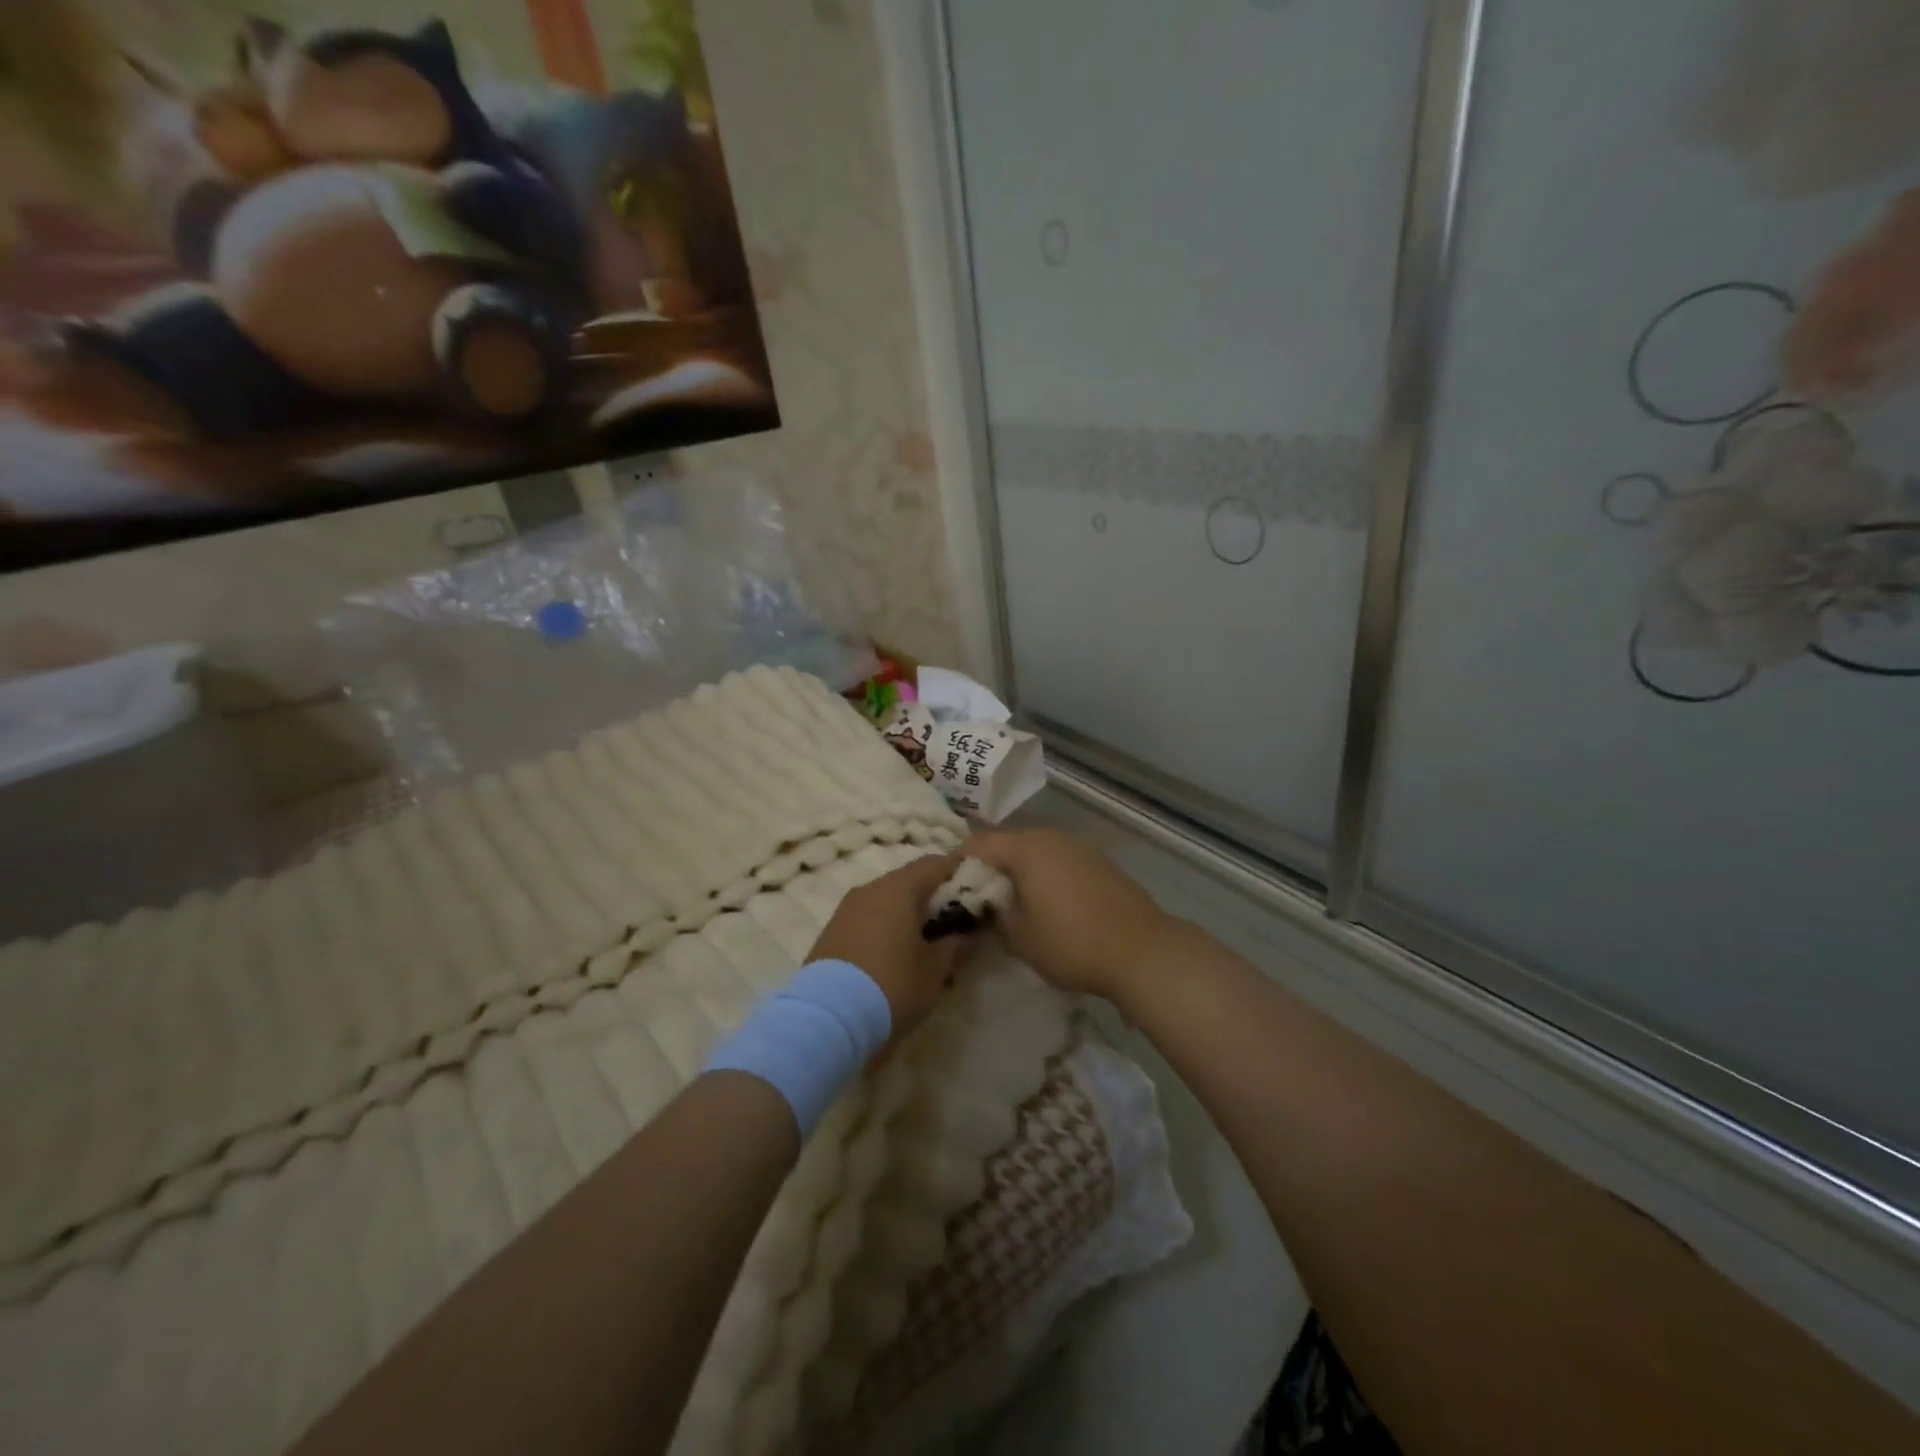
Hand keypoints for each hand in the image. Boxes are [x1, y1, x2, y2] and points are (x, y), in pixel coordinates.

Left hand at [808, 853, 970, 1040]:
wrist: (827, 1018)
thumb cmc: (892, 985)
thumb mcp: (935, 970)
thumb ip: (956, 944)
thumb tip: (967, 932)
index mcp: (899, 888)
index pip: (936, 863)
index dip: (959, 872)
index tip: (977, 891)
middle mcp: (870, 888)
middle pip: (910, 881)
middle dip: (934, 899)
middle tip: (954, 924)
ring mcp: (846, 909)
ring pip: (887, 901)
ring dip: (908, 916)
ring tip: (925, 946)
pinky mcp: (831, 932)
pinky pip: (868, 919)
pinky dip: (886, 929)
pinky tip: (895, 957)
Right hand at [962, 828, 1177, 1001]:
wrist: (1141, 951)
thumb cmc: (1070, 943)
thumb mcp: (1019, 938)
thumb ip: (994, 914)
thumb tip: (988, 904)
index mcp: (1026, 848)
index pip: (978, 843)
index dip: (959, 863)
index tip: (950, 887)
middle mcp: (1051, 836)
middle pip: (1008, 842)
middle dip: (990, 866)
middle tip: (979, 896)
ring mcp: (1079, 846)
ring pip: (1036, 850)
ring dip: (1020, 870)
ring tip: (1012, 901)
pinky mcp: (1099, 861)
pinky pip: (1059, 860)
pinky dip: (1046, 874)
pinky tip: (1048, 902)